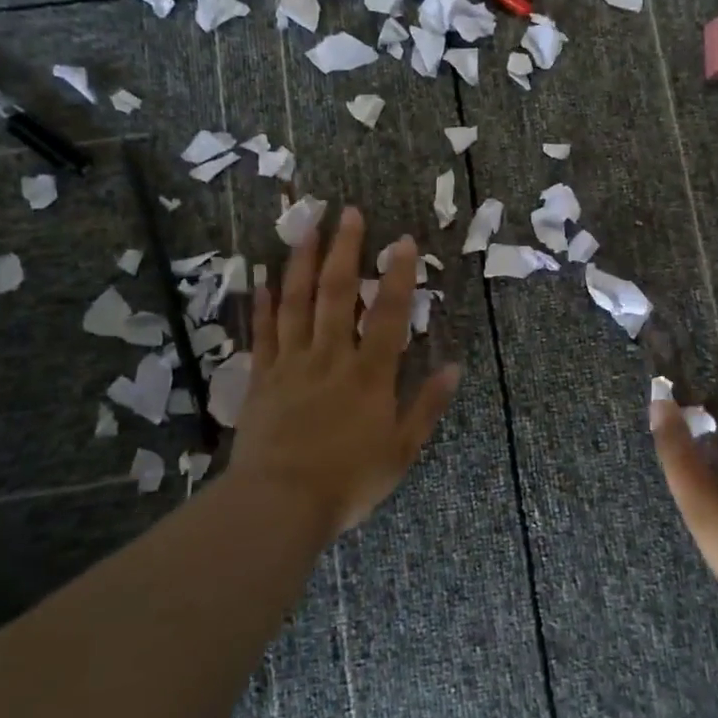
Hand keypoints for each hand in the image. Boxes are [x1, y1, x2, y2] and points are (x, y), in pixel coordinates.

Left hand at [231, 207, 460, 538]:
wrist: (279, 505)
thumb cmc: (348, 481)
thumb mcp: (402, 451)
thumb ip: (427, 406)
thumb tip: (455, 367)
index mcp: (369, 374)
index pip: (389, 314)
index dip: (398, 275)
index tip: (403, 240)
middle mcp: (331, 357)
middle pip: (338, 294)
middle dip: (346, 250)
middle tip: (349, 212)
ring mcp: (292, 364)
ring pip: (297, 302)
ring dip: (303, 262)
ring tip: (307, 227)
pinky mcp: (262, 378)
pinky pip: (263, 333)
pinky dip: (264, 304)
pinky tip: (262, 277)